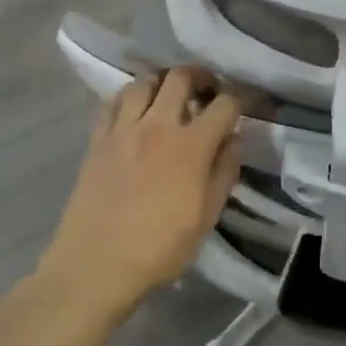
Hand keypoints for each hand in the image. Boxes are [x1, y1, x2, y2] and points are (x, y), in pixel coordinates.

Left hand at [39, 68, 244, 318]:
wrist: (95, 267)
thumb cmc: (159, 249)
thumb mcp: (206, 217)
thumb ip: (224, 172)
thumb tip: (234, 138)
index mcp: (191, 145)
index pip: (225, 103)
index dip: (243, 95)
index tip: (249, 99)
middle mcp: (158, 126)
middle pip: (181, 77)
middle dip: (201, 77)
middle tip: (207, 92)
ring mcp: (123, 130)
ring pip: (144, 82)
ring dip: (162, 83)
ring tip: (168, 99)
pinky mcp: (97, 140)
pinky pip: (112, 102)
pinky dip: (128, 99)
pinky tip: (133, 113)